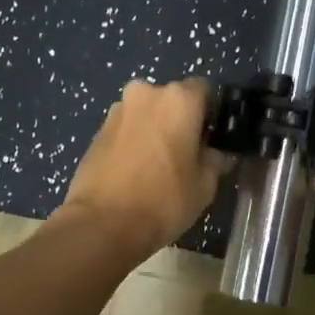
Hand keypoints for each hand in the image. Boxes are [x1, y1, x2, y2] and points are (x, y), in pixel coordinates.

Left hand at [60, 79, 231, 255]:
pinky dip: (134, 143)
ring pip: (146, 114)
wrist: (103, 224)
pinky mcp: (96, 132)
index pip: (205, 90)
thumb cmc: (164, 200)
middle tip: (187, 154)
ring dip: (155, 130)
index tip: (213, 138)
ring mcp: (116, 111)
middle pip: (172, 100)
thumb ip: (216, 161)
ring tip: (159, 166)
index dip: (212, 113)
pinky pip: (126, 130)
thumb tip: (218, 155)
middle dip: (180, 120)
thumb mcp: (205, 185)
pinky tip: (136, 173)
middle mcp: (146, 93)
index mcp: (178, 99)